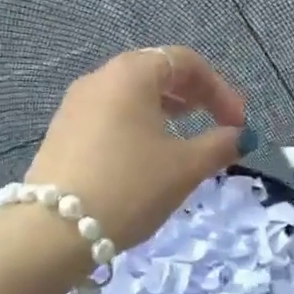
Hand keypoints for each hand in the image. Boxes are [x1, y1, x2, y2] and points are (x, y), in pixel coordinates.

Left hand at [24, 47, 247, 250]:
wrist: (53, 232)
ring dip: (166, 111)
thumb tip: (240, 136)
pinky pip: (111, 116)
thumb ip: (220, 145)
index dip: (220, 89)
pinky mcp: (62, 132)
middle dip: (194, 96)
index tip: (238, 123)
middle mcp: (100, 79)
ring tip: (186, 140)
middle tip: (217, 124)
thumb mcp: (185, 167)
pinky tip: (148, 157)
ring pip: (131, 95)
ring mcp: (75, 105)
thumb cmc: (130, 187)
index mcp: (131, 74)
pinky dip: (139, 125)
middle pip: (156, 72)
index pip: (186, 61)